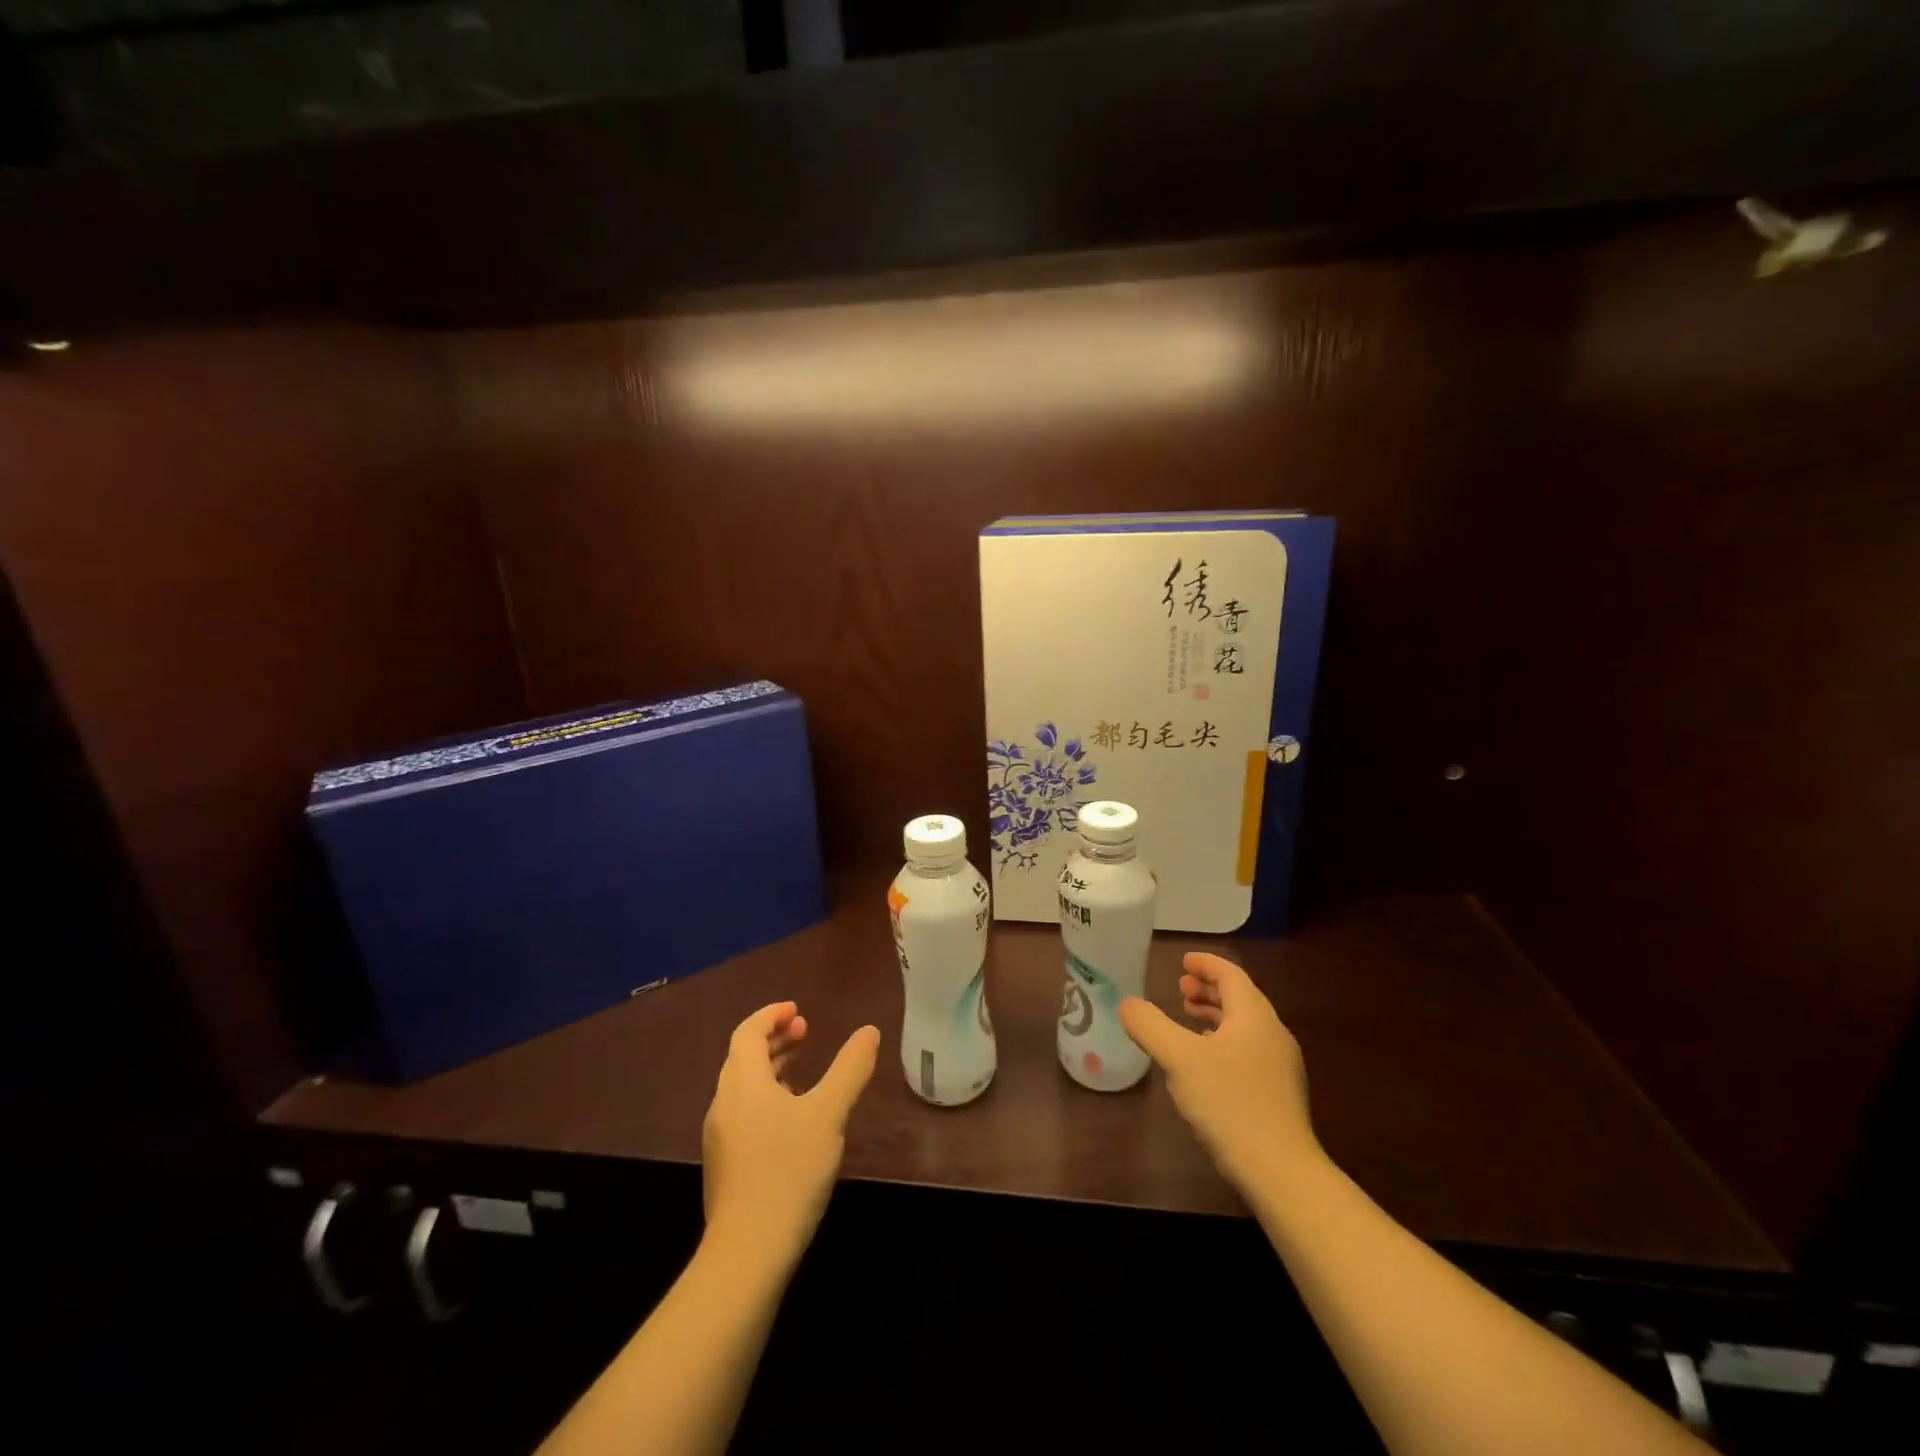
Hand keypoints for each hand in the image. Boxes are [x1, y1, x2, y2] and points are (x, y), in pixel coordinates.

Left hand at [701, 1002, 880, 1261]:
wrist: (747, 1254)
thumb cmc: (788, 1172)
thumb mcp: (829, 1114)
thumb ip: (850, 1069)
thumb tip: (869, 1031)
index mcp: (742, 1083)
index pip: (747, 1033)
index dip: (770, 1015)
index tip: (797, 1010)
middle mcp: (724, 1105)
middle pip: (743, 1058)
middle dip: (773, 1040)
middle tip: (805, 1031)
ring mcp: (721, 1139)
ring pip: (743, 1088)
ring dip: (770, 1069)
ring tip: (802, 1071)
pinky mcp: (726, 1167)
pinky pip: (744, 1114)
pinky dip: (766, 1098)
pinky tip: (792, 1121)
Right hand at [1120, 953, 1320, 1194]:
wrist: (1280, 1171)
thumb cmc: (1229, 1103)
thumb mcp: (1179, 1059)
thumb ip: (1150, 1026)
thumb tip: (1127, 1004)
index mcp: (1253, 1016)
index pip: (1231, 975)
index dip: (1206, 964)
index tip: (1183, 961)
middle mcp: (1272, 1034)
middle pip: (1240, 998)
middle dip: (1209, 989)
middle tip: (1181, 989)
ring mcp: (1280, 1066)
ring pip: (1245, 1026)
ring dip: (1216, 1016)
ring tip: (1188, 1019)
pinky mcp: (1278, 1094)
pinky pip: (1248, 1050)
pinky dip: (1224, 1041)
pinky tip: (1205, 1064)